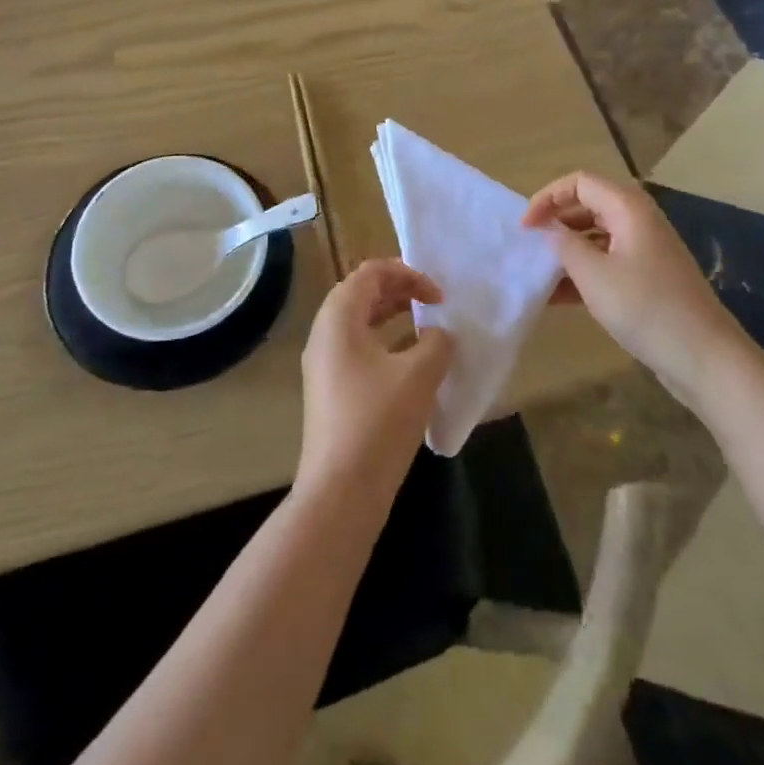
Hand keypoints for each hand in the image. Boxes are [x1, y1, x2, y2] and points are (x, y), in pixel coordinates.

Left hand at [297, 259, 454, 500]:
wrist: (340, 492)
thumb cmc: (378, 422)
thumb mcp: (419, 375)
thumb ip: (437, 343)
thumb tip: (439, 335)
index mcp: (338, 317)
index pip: (371, 272)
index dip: (408, 274)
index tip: (438, 296)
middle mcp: (324, 333)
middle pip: (361, 293)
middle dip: (400, 291)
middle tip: (434, 303)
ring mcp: (323, 364)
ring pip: (359, 323)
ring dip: (393, 317)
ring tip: (426, 328)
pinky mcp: (330, 390)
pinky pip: (358, 349)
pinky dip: (385, 344)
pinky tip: (412, 365)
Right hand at [522, 171, 734, 379]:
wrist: (705, 358)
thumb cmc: (646, 308)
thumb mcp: (593, 275)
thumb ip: (564, 245)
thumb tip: (548, 229)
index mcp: (628, 208)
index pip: (579, 182)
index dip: (547, 198)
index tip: (525, 227)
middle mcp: (638, 221)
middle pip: (588, 206)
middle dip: (556, 223)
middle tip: (530, 247)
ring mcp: (646, 250)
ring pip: (596, 237)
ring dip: (567, 251)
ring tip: (539, 274)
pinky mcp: (648, 278)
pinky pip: (608, 262)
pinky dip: (583, 273)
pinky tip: (558, 297)